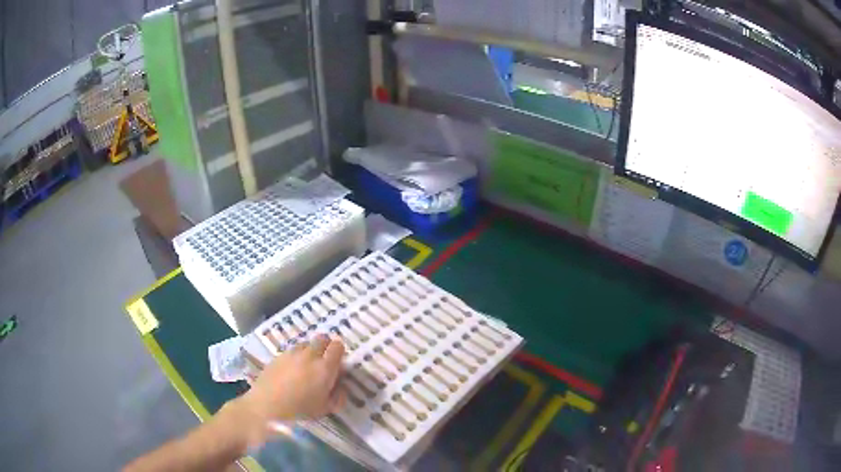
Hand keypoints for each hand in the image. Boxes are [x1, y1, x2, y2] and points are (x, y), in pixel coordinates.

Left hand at [229, 334, 345, 446]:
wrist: (266, 407)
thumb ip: (338, 396)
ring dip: (310, 351)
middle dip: (325, 347)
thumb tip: (340, 386)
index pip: (338, 346)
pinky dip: (295, 357)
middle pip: (322, 339)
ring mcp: (292, 353)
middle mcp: (310, 355)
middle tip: (323, 363)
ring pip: (306, 343)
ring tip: (306, 368)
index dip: (339, 354)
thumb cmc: (301, 411)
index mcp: (325, 367)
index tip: (337, 365)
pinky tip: (290, 372)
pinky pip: (291, 351)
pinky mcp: (277, 356)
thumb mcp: (326, 409)